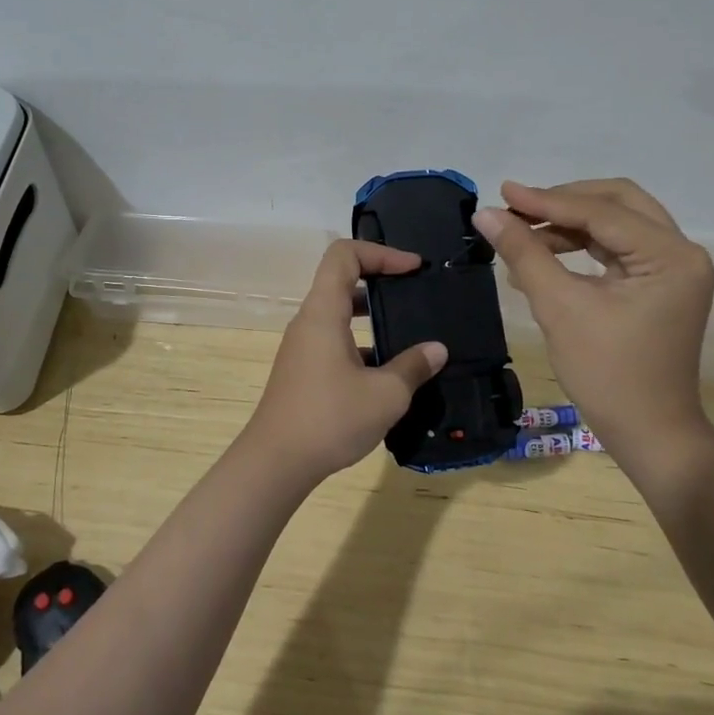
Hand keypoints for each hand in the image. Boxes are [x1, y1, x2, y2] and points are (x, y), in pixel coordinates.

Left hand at [238, 240, 447, 485]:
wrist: (276, 462)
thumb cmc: (330, 419)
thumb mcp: (385, 394)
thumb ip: (413, 366)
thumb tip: (437, 350)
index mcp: (323, 313)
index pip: (344, 255)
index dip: (380, 252)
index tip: (412, 268)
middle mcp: (309, 322)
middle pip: (341, 280)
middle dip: (380, 278)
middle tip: (414, 293)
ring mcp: (303, 347)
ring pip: (338, 313)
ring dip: (371, 314)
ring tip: (408, 329)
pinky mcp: (303, 371)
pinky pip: (334, 340)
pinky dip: (361, 341)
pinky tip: (388, 370)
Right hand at [473, 179, 713, 447]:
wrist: (648, 434)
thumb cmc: (607, 374)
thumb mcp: (560, 308)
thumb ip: (524, 253)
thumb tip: (485, 213)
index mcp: (670, 256)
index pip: (602, 212)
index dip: (547, 201)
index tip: (503, 192)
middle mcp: (680, 252)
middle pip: (618, 202)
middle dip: (564, 202)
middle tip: (517, 208)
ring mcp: (672, 269)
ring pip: (617, 223)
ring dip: (570, 223)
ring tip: (522, 233)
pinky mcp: (657, 285)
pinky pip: (616, 249)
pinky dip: (580, 246)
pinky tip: (542, 255)